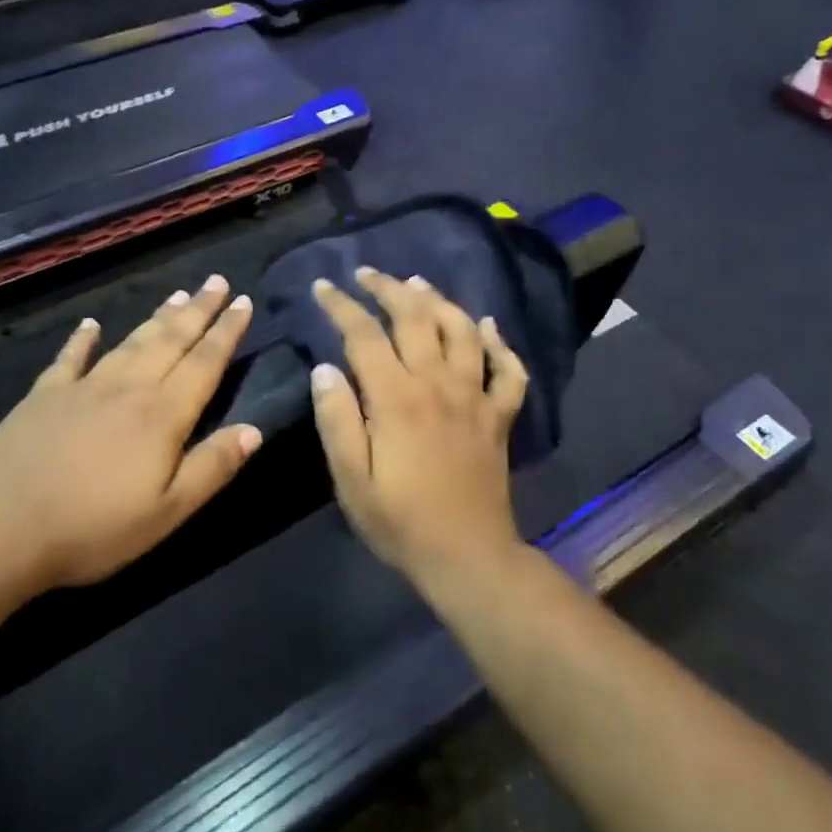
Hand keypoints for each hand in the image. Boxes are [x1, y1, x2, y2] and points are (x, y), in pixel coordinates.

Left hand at [0, 276, 261, 591]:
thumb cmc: (92, 529)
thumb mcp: (166, 512)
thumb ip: (212, 467)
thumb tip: (255, 429)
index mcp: (162, 415)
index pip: (204, 363)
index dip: (227, 332)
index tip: (244, 301)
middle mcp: (127, 388)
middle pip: (171, 341)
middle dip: (199, 310)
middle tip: (217, 281)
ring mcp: (82, 387)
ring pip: (130, 342)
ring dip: (157, 317)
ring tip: (178, 294)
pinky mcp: (43, 396)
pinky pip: (69, 358)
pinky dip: (81, 339)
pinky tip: (90, 325)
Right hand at [308, 268, 530, 590]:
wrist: (468, 556)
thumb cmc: (400, 522)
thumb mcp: (351, 480)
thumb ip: (337, 420)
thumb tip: (325, 369)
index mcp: (397, 399)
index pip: (365, 335)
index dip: (342, 306)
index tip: (324, 287)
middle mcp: (438, 384)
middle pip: (416, 318)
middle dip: (389, 289)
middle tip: (367, 274)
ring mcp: (475, 397)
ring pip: (463, 331)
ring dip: (440, 301)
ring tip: (418, 284)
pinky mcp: (499, 415)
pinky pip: (508, 370)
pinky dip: (500, 343)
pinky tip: (488, 326)